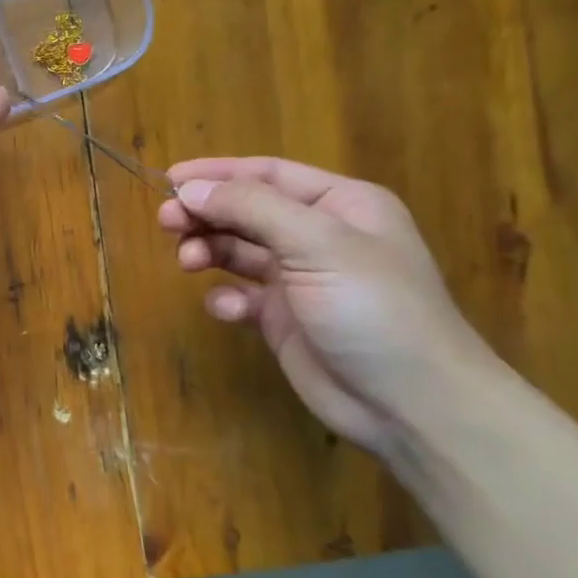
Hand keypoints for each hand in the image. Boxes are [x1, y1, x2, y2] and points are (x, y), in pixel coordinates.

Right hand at [156, 157, 496, 455]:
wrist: (411, 404)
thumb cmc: (373, 308)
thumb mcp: (317, 244)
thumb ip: (251, 208)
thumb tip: (191, 188)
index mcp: (340, 205)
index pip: (267, 174)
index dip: (217, 173)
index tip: (169, 179)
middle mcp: (319, 236)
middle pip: (246, 211)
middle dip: (206, 213)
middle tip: (167, 222)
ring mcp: (300, 279)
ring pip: (237, 251)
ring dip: (208, 250)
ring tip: (187, 262)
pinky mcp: (283, 319)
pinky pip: (241, 295)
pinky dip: (226, 298)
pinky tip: (229, 310)